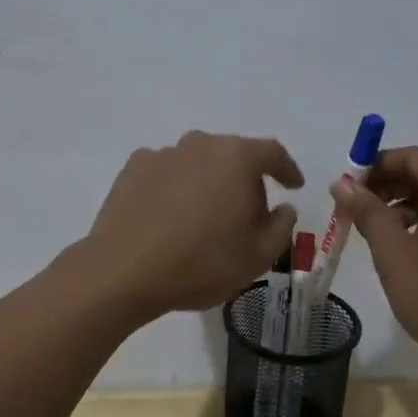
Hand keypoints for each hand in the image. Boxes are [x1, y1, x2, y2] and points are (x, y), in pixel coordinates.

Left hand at [84, 131, 302, 317]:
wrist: (124, 272)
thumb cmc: (201, 263)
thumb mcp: (258, 256)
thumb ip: (281, 226)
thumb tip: (282, 208)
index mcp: (236, 158)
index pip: (272, 153)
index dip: (287, 169)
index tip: (293, 186)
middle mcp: (200, 144)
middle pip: (233, 155)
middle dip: (245, 180)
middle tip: (248, 213)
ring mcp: (162, 154)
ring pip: (197, 163)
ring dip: (207, 183)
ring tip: (204, 218)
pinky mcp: (132, 169)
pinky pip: (166, 173)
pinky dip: (175, 188)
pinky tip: (171, 216)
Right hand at [334, 146, 417, 372]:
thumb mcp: (393, 252)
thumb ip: (367, 211)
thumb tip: (342, 183)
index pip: (411, 157)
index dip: (374, 166)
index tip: (346, 186)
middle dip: (388, 184)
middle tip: (354, 207)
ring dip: (404, 203)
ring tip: (375, 229)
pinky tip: (405, 244)